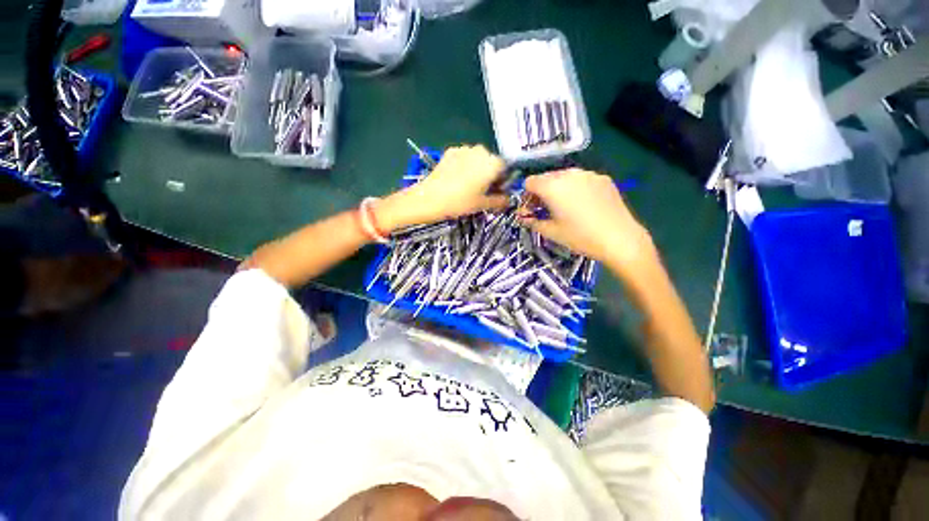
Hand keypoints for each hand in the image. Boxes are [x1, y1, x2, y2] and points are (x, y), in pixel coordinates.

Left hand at [376, 145, 508, 231]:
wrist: (429, 198)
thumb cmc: (460, 202)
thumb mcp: (483, 204)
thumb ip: (500, 201)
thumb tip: (508, 200)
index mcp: (492, 163)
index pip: (505, 169)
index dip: (502, 181)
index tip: (495, 192)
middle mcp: (481, 151)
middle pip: (491, 162)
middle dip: (489, 175)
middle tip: (481, 191)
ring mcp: (464, 149)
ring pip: (477, 159)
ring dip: (476, 170)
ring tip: (466, 186)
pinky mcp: (450, 151)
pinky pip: (464, 158)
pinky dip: (464, 166)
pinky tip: (455, 179)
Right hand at [519, 169, 654, 271]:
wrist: (619, 239)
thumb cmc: (580, 237)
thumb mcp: (551, 232)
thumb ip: (532, 222)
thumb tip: (523, 218)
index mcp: (552, 186)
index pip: (530, 182)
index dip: (526, 196)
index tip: (531, 210)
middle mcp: (568, 174)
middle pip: (546, 177)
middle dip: (541, 192)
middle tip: (545, 209)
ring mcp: (588, 174)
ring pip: (564, 176)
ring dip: (558, 188)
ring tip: (565, 207)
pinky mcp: (603, 178)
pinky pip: (581, 179)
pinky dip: (576, 188)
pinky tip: (584, 205)